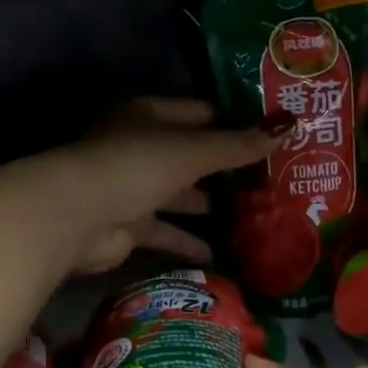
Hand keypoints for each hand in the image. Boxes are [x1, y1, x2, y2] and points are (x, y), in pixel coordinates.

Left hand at [55, 98, 282, 275]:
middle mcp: (141, 148)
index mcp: (151, 117)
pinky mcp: (129, 226)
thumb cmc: (138, 165)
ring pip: (180, 194)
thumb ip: (239, 145)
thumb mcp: (195, 151)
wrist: (79, 215)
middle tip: (269, 180)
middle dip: (224, 168)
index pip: (199, 114)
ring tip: (252, 216)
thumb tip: (289, 127)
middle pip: (190, 155)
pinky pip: (167, 231)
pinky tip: (222, 254)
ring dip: (208, 205)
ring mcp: (133, 188)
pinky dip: (189, 242)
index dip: (232, 123)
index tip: (268, 136)